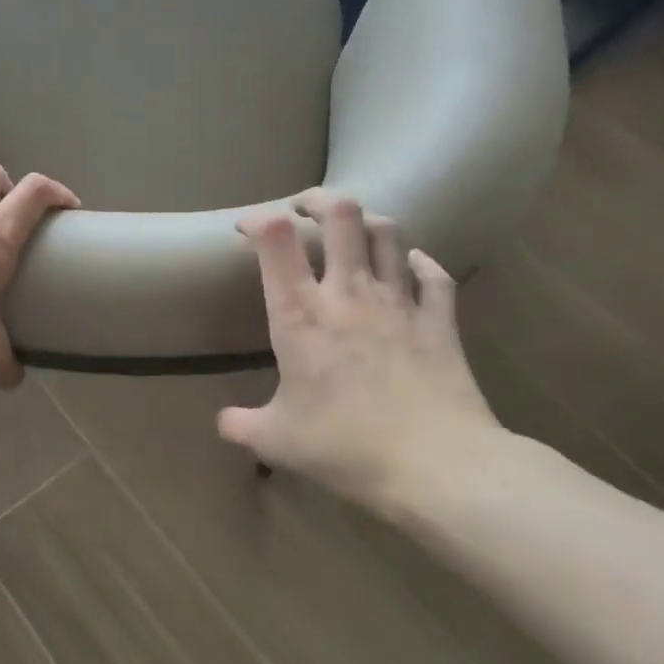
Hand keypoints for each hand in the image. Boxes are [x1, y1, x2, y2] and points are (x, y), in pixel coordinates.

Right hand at [219, 190, 504, 513]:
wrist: (436, 464)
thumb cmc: (345, 447)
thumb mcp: (277, 441)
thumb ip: (242, 426)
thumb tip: (223, 422)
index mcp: (301, 315)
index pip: (275, 240)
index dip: (258, 219)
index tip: (246, 228)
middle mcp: (349, 293)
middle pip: (340, 214)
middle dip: (318, 200)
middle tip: (304, 209)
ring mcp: (399, 301)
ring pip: (387, 233)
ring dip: (367, 222)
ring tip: (353, 230)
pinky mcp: (439, 320)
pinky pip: (433, 275)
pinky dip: (419, 264)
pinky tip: (411, 267)